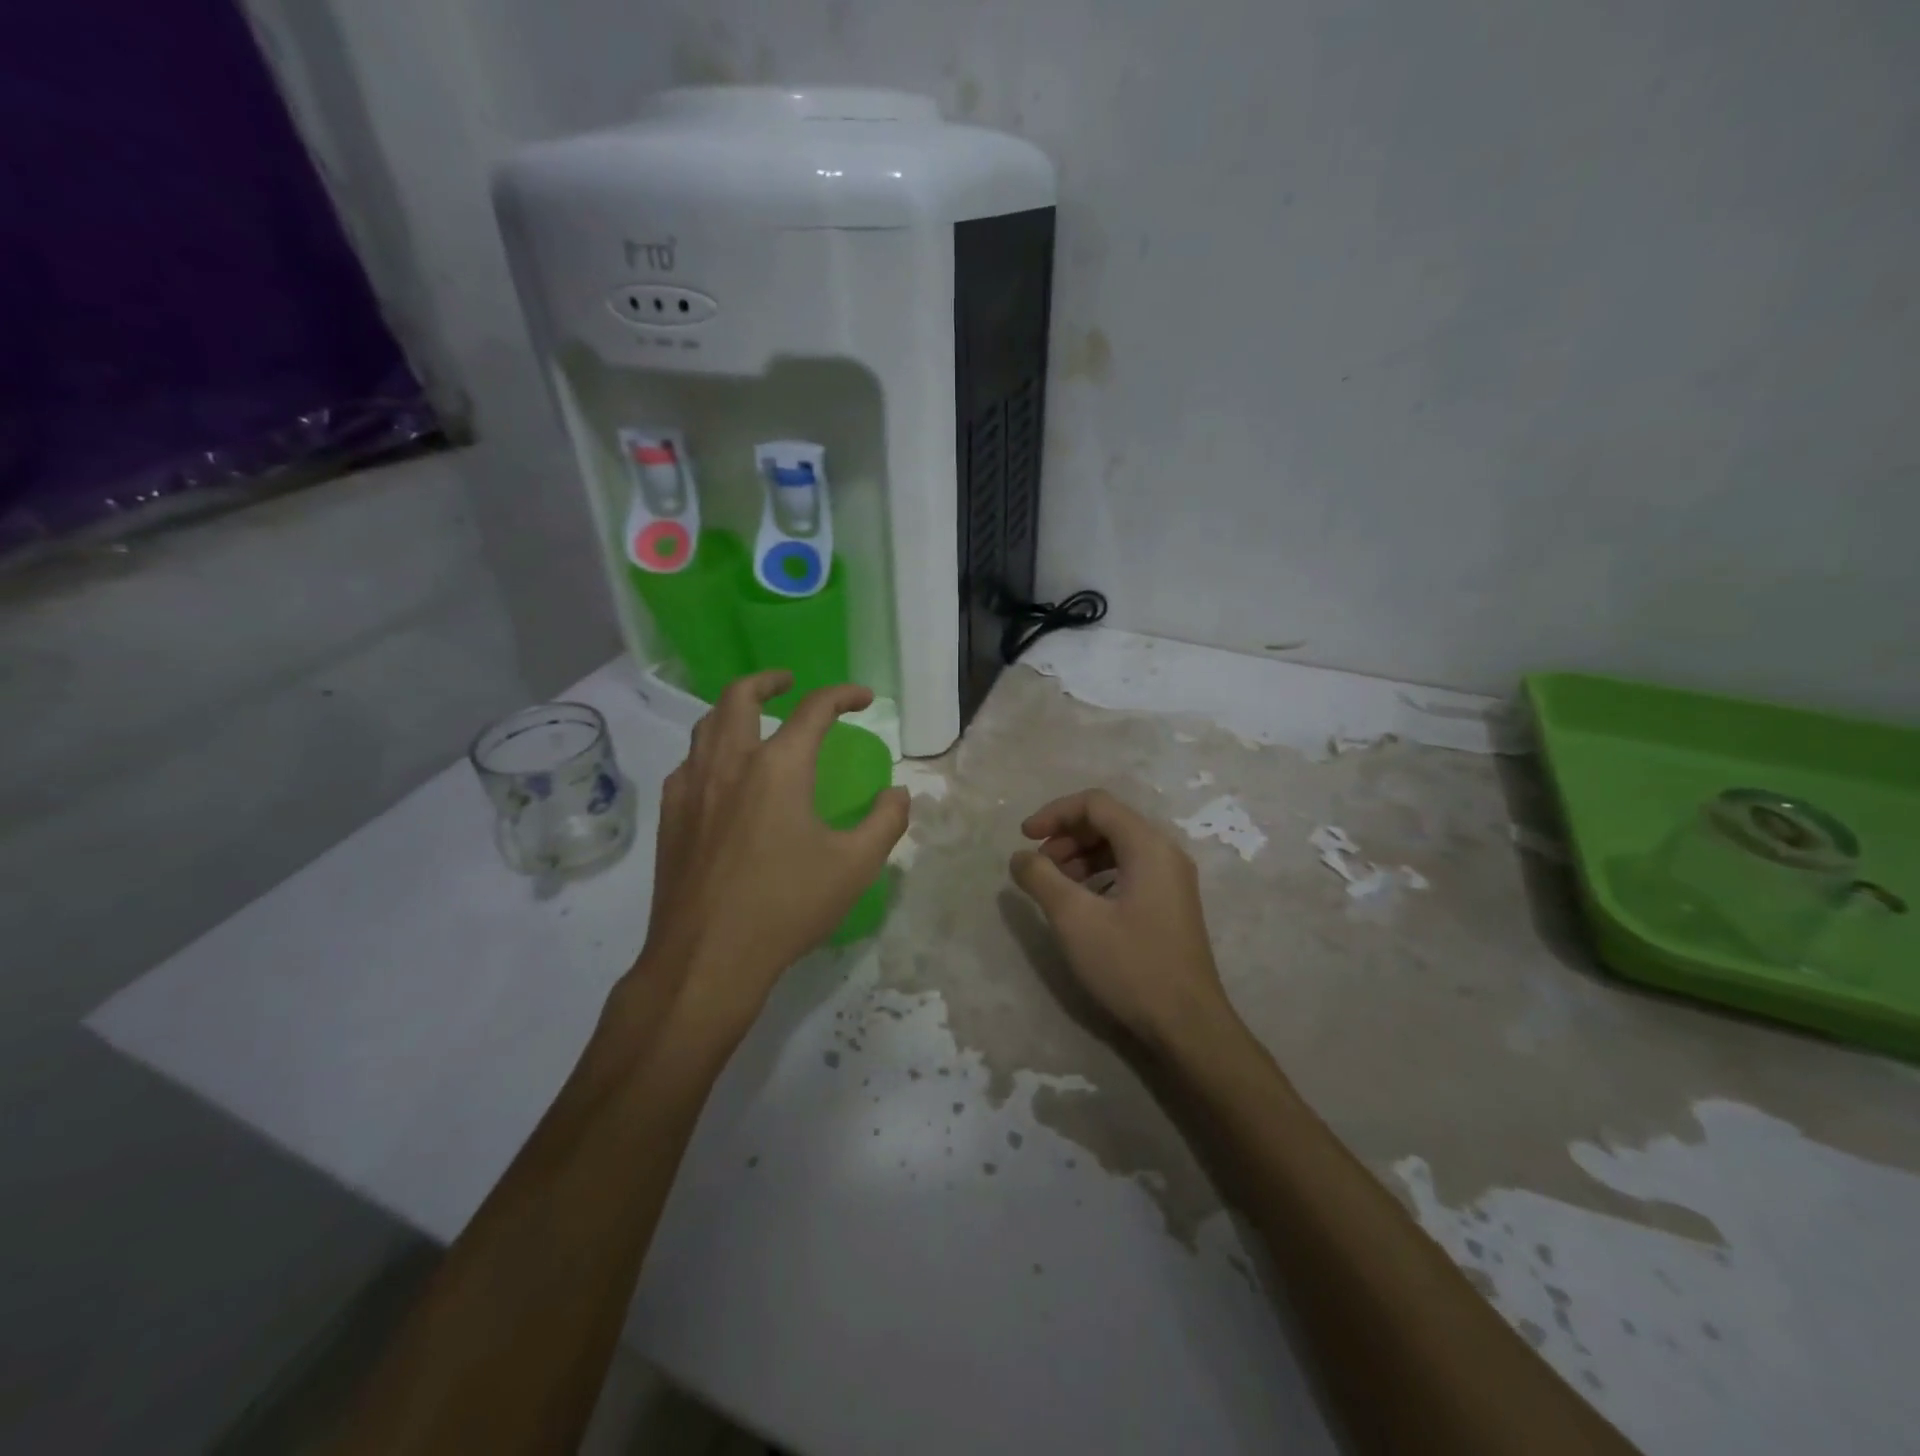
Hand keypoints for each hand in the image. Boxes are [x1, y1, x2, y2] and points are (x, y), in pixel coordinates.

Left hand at [639, 672, 908, 1035]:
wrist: (707, 958)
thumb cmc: (786, 907)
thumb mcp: (855, 866)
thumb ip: (886, 821)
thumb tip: (898, 793)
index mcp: (778, 767)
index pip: (814, 710)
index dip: (842, 695)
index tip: (862, 698)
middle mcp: (729, 763)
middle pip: (739, 696)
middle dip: (768, 680)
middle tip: (789, 682)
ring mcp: (691, 787)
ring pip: (706, 725)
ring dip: (733, 709)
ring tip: (754, 719)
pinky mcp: (670, 815)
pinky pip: (688, 762)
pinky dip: (709, 749)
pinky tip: (721, 775)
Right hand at [1009, 789, 1235, 1052]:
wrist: (1188, 1025)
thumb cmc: (1131, 965)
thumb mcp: (1075, 919)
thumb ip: (1041, 879)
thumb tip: (1019, 857)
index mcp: (1148, 846)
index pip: (1096, 804)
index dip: (1055, 813)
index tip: (1024, 837)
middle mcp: (1165, 853)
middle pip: (1108, 821)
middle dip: (1066, 835)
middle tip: (1038, 866)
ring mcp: (1172, 879)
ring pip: (1118, 847)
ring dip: (1080, 856)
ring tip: (1054, 885)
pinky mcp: (1171, 903)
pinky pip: (1130, 870)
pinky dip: (1098, 874)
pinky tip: (1081, 902)